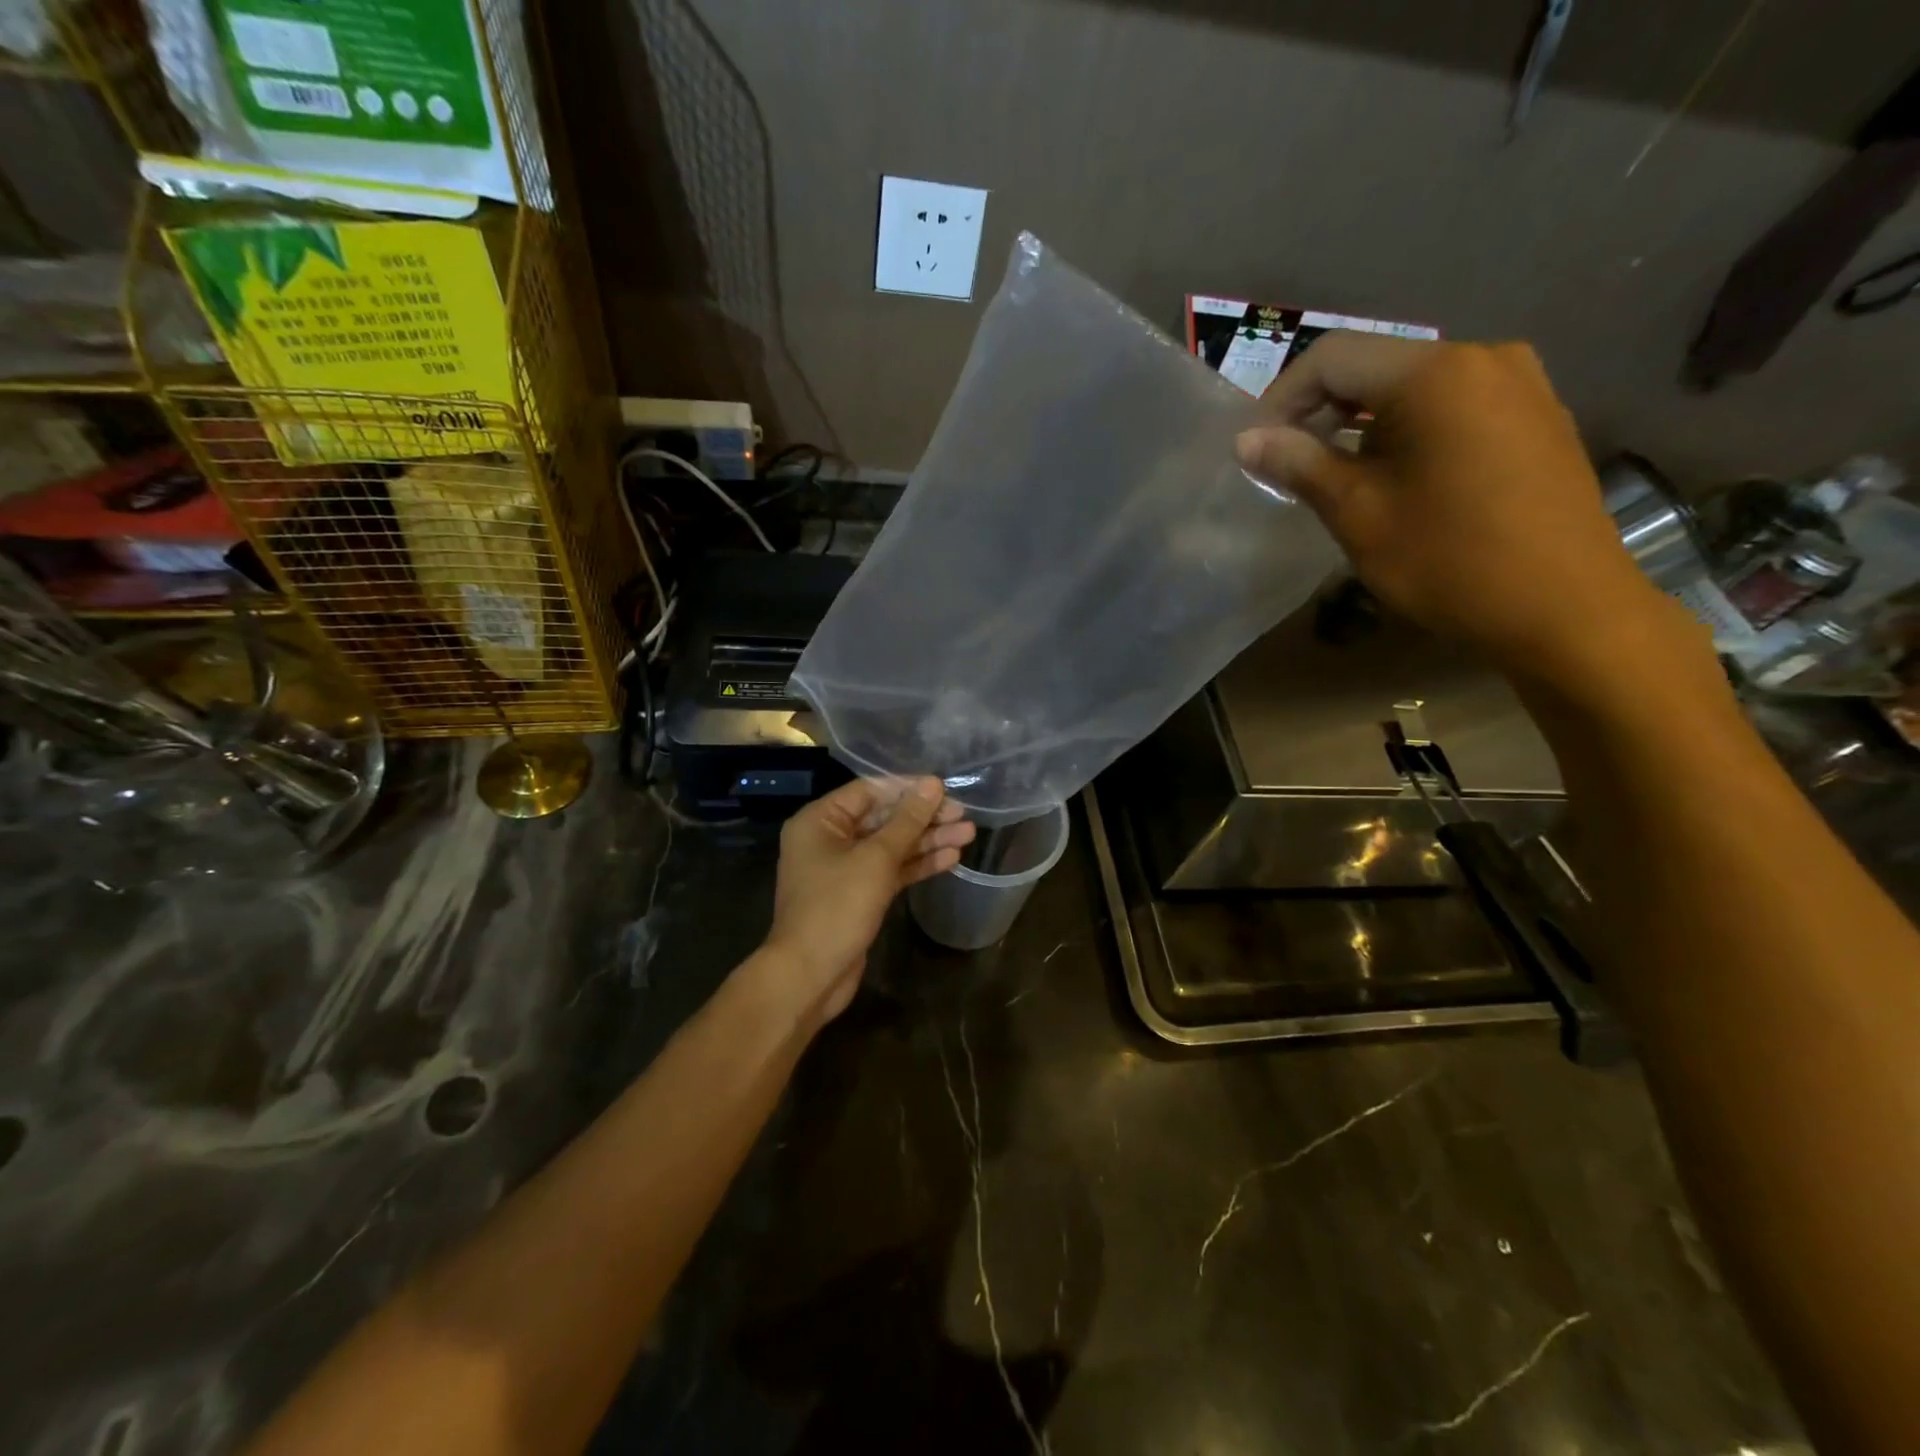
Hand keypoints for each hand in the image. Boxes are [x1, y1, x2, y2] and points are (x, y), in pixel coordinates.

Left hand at [760, 776, 974, 1025]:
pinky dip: (918, 864)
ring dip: (927, 840)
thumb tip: (933, 785)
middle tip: (964, 815)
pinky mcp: (859, 895)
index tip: (945, 789)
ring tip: (969, 834)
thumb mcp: (876, 858)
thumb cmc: (836, 906)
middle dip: (924, 817)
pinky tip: (951, 859)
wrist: (810, 975)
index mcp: (820, 821)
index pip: (869, 791)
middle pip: (883, 819)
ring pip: (891, 846)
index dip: (908, 788)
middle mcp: (829, 840)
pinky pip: (891, 871)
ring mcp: (844, 870)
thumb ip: (907, 821)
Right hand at [1235, 332, 1698, 692]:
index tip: (1256, 451)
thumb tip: (1247, 440)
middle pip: (1376, 366)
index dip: (1281, 399)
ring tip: (1339, 478)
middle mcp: (1482, 357)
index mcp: (1435, 373)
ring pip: (1414, 387)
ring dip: (1363, 425)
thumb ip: (1299, 465)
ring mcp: (1520, 383)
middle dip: (1321, 412)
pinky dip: (1409, 431)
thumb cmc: (1449, 560)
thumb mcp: (1358, 514)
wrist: (1565, 608)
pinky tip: (1398, 478)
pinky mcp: (1538, 415)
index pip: (1332, 358)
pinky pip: (1453, 406)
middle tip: (1289, 467)